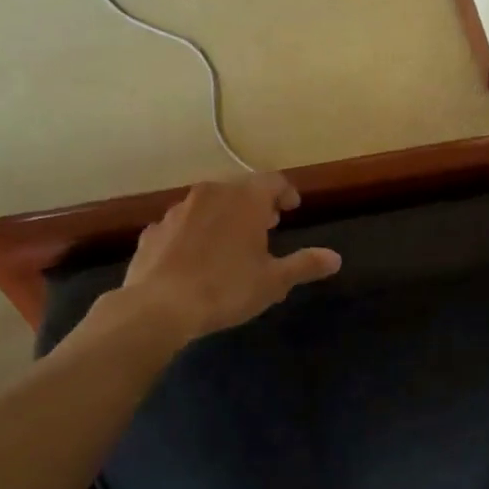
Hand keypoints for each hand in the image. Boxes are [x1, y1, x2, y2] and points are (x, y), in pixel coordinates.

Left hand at [83, 173, 340, 353]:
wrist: (157, 307)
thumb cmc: (226, 288)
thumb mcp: (274, 281)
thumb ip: (305, 265)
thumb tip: (335, 258)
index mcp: (246, 199)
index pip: (273, 181)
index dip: (286, 192)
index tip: (292, 208)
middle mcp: (212, 194)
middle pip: (240, 188)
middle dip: (255, 204)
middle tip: (267, 225)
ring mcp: (178, 211)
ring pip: (208, 203)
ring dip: (224, 216)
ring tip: (231, 241)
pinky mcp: (153, 231)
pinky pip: (182, 225)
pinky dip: (194, 233)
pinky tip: (195, 257)